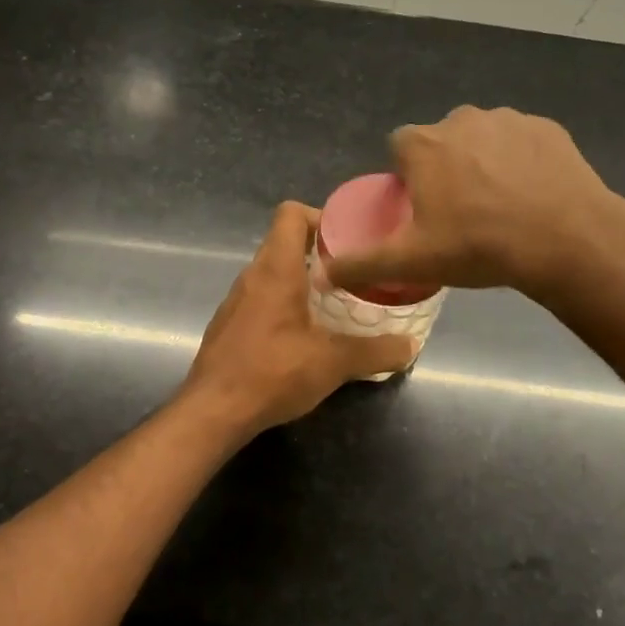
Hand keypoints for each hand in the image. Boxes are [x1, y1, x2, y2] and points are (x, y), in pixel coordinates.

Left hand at [182, 202, 416, 437]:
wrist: (213, 412)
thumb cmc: (273, 373)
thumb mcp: (333, 363)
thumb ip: (375, 351)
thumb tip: (410, 346)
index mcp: (276, 269)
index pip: (291, 213)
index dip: (320, 217)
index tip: (348, 241)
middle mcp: (251, 276)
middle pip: (284, 243)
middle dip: (320, 254)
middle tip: (353, 275)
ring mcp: (235, 301)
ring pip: (272, 274)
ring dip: (302, 282)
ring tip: (334, 305)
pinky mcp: (228, 326)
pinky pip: (261, 300)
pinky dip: (284, 306)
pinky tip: (304, 336)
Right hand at [323, 106, 624, 301]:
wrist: (565, 240)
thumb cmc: (478, 246)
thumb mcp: (411, 261)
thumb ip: (362, 264)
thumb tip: (322, 275)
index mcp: (423, 145)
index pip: (399, 149)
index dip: (407, 177)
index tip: (422, 208)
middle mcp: (460, 119)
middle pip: (441, 142)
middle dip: (446, 168)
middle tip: (461, 213)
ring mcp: (507, 119)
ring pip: (482, 139)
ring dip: (483, 163)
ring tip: (500, 206)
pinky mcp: (546, 128)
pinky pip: (521, 142)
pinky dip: (521, 162)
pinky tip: (531, 195)